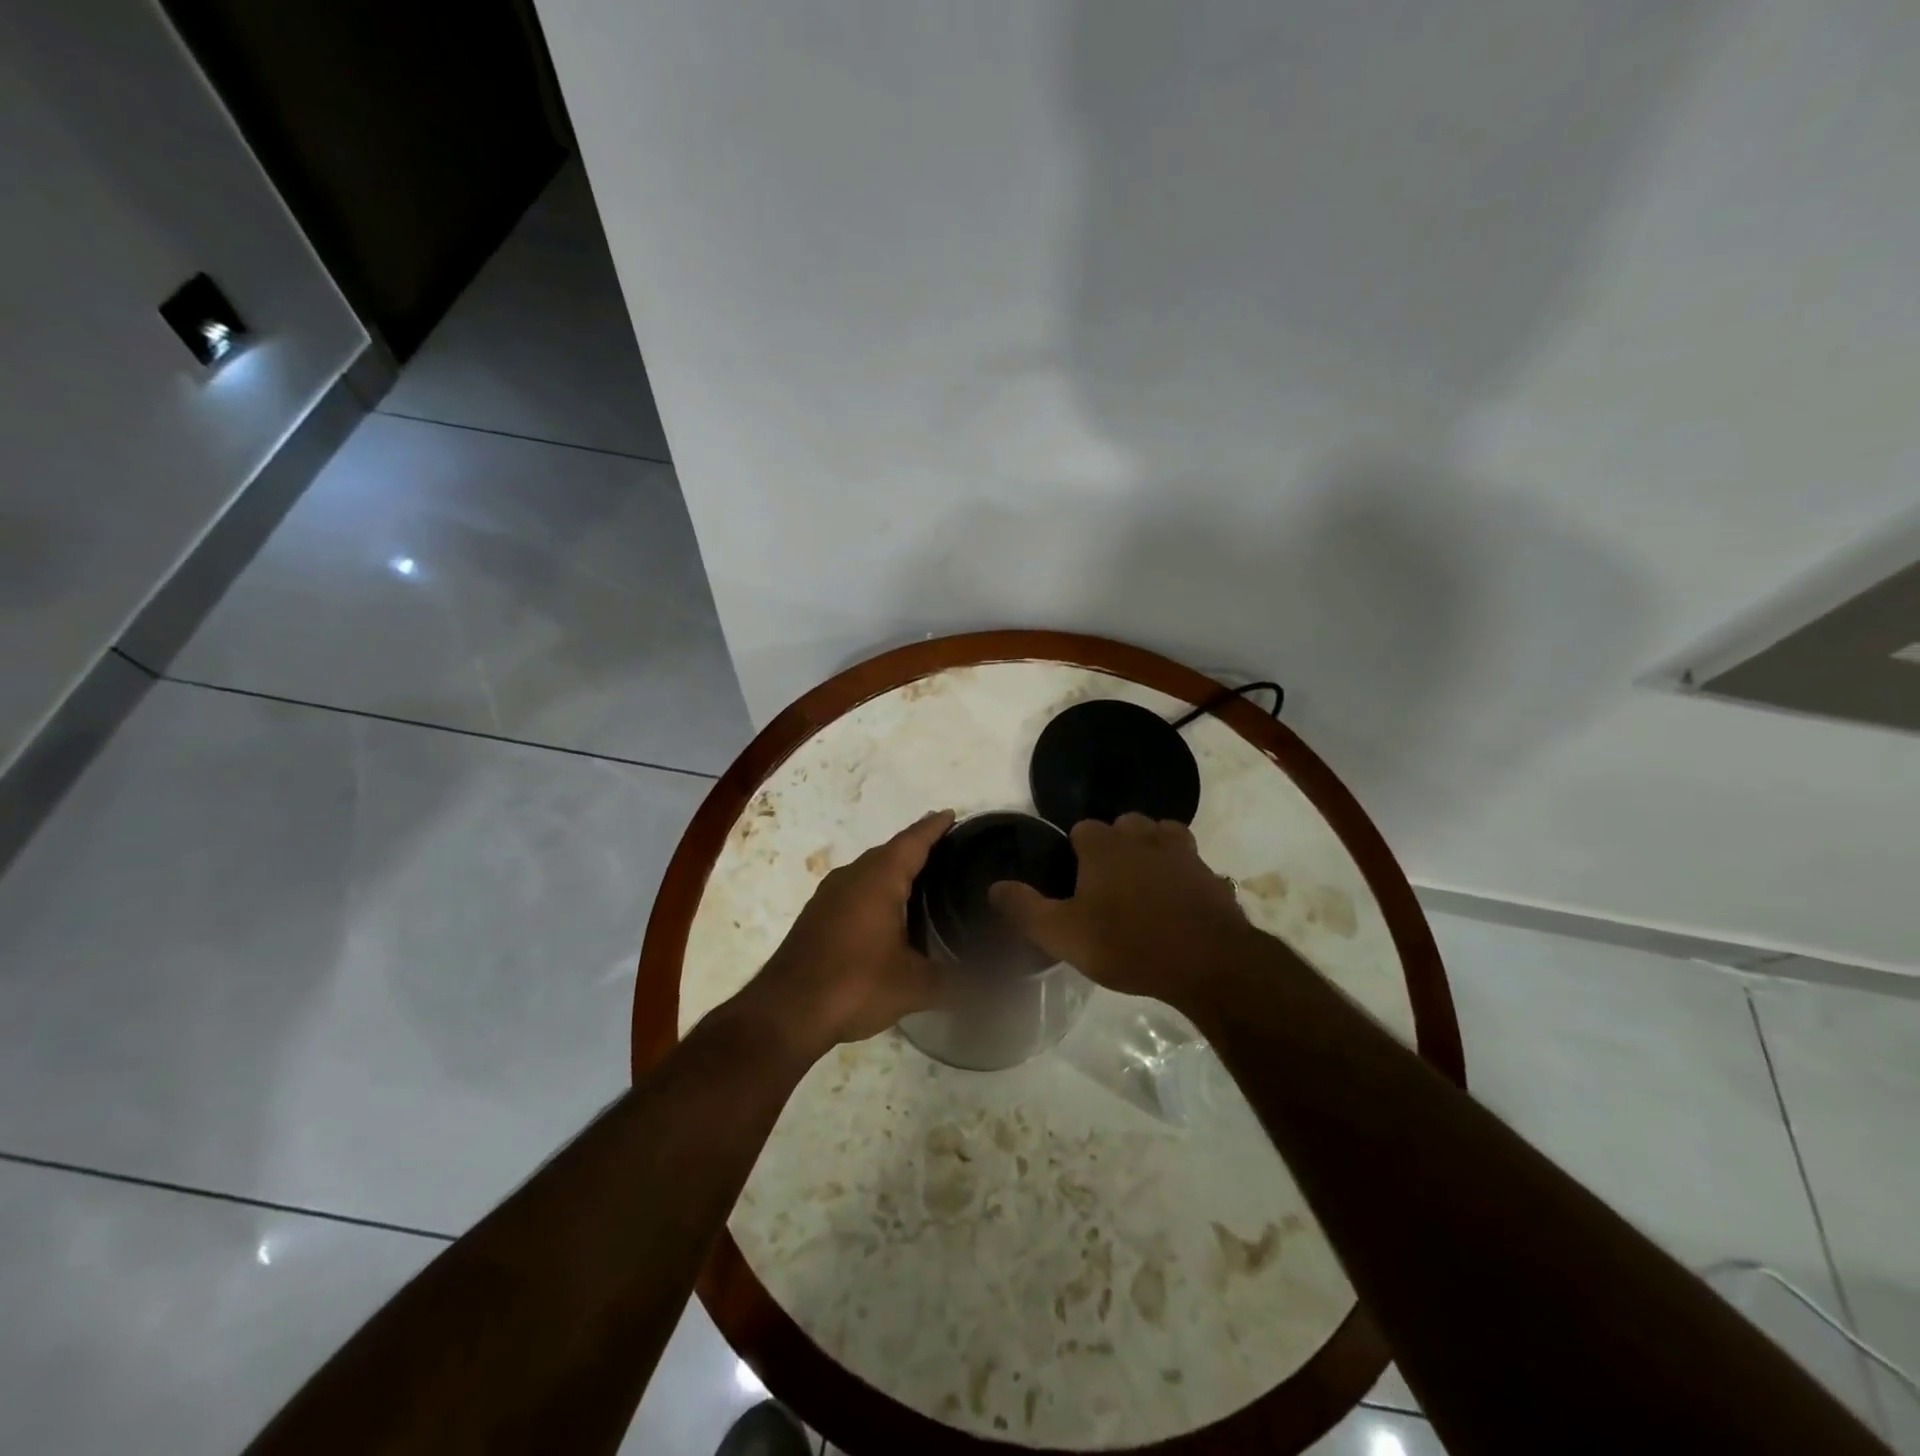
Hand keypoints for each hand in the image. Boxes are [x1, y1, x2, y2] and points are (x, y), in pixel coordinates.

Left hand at [743, 810, 954, 1057]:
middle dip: (917, 846)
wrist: (785, 1012)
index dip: (934, 827)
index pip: (913, 841)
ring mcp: (829, 896)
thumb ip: (958, 984)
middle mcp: (852, 877)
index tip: (952, 815)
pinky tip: (888, 911)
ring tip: (924, 877)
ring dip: (894, 868)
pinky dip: (876, 888)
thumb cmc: (854, 985)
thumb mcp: (914, 987)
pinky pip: (855, 888)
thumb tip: (1001, 991)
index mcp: (878, 879)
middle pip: (890, 851)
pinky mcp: (817, 916)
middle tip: (949, 849)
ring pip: (869, 869)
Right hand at [990, 813, 1254, 1005]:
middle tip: (1107, 887)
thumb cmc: (1128, 944)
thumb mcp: (1063, 934)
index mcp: (1104, 846)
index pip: (1082, 829)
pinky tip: (1177, 902)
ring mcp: (1182, 852)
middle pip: (1123, 826)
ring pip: (1161, 836)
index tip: (1074, 883)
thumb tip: (994, 887)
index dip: (1075, 853)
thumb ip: (1025, 909)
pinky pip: (1190, 863)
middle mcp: (1143, 837)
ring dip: (1150, 852)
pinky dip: (1182, 874)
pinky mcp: (1210, 874)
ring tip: (1143, 886)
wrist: (1208, 963)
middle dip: (1114, 847)